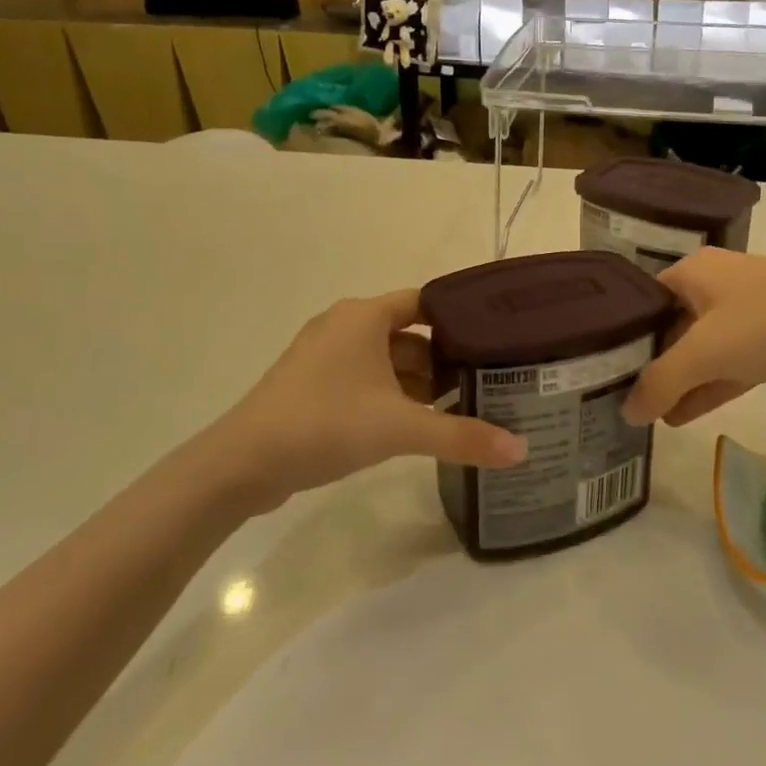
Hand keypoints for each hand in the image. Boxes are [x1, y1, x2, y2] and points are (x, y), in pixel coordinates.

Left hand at [217, 289, 526, 512]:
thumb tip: (522, 451)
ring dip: (417, 383)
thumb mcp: (400, 428)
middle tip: (486, 382)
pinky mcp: (312, 385)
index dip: (460, 319)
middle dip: (444, 360)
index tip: (495, 340)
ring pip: (386, 360)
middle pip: (409, 335)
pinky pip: (365, 380)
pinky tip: (414, 425)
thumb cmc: (325, 423)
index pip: (426, 302)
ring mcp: (324, 356)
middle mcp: (344, 325)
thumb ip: (462, 436)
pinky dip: (391, 396)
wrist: (242, 463)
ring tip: (459, 408)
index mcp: (364, 315)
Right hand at [622, 248, 765, 426]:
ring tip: (648, 418)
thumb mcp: (706, 352)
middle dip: (649, 363)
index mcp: (695, 271)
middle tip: (619, 398)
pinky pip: (728, 365)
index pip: (643, 299)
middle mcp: (717, 285)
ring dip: (678, 382)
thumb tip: (627, 413)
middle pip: (670, 325)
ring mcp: (747, 313)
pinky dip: (707, 388)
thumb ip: (661, 382)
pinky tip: (681, 417)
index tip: (598, 368)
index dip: (621, 333)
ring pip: (700, 349)